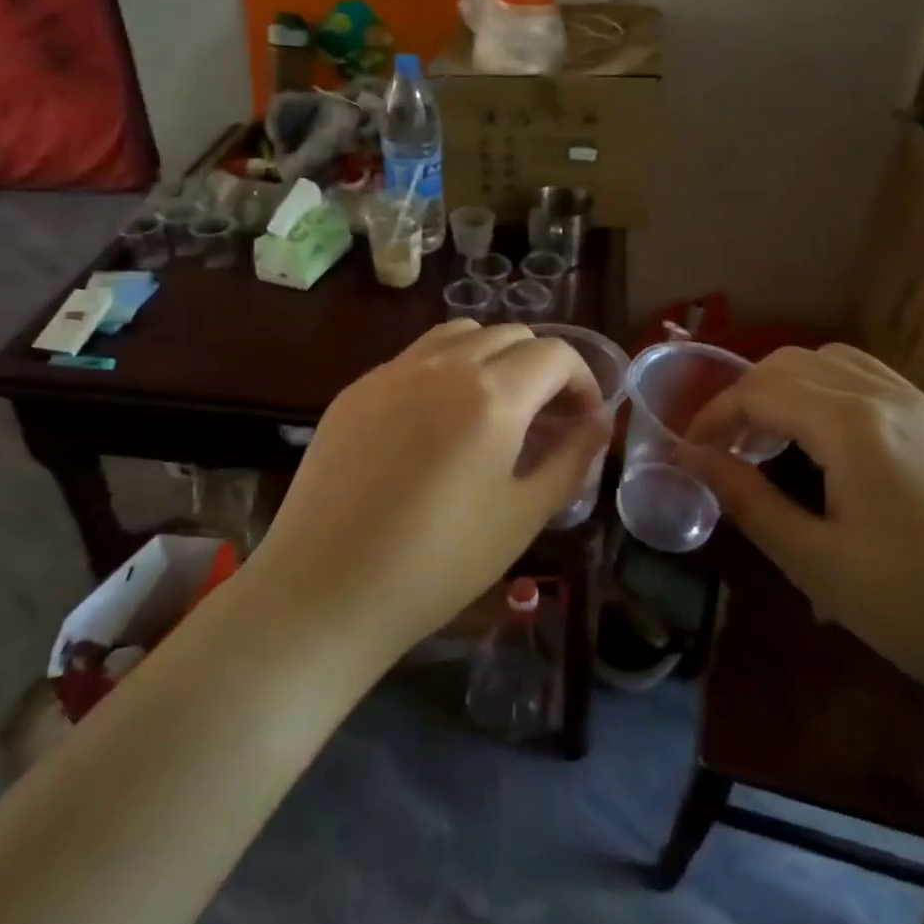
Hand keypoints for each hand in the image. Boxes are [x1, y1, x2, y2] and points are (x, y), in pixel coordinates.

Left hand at [240, 321, 608, 665]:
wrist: (325, 589)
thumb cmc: (439, 564)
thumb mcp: (523, 516)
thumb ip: (572, 460)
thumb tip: (598, 424)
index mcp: (492, 394)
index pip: (555, 354)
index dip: (582, 381)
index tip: (583, 420)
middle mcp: (443, 364)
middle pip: (510, 334)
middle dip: (541, 367)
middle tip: (545, 417)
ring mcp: (392, 371)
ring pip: (460, 335)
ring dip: (492, 357)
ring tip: (494, 408)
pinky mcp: (356, 389)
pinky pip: (415, 358)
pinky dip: (445, 370)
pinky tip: (436, 422)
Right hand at [677, 344, 923, 708]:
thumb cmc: (920, 610)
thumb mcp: (816, 562)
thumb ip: (747, 499)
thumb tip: (692, 458)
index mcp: (853, 425)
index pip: (759, 391)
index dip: (714, 415)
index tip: (690, 450)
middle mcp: (890, 397)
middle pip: (794, 363)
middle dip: (747, 394)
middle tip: (728, 446)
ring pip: (837, 363)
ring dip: (790, 386)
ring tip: (775, 438)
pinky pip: (875, 381)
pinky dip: (832, 392)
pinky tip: (834, 446)